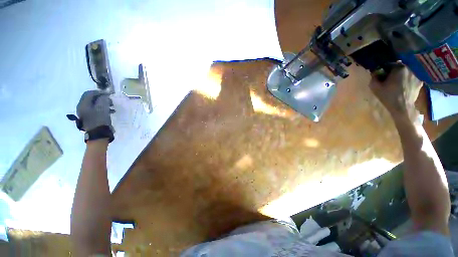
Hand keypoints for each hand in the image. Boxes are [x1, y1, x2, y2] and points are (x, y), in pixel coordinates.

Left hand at [67, 90, 114, 132]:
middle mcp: (82, 107)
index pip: (90, 93)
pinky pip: (96, 110)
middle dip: (101, 98)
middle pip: (91, 98)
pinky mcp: (90, 118)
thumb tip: (104, 95)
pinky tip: (110, 111)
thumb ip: (103, 99)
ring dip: (103, 103)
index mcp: (83, 104)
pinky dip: (103, 109)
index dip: (99, 92)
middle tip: (110, 100)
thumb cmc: (100, 120)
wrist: (99, 134)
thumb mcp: (102, 108)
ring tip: (112, 106)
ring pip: (94, 104)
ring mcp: (85, 113)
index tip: (109, 93)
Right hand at [369, 65, 422, 120]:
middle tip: (390, 78)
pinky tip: (405, 86)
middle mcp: (410, 68)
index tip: (382, 74)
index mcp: (399, 68)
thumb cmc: (388, 96)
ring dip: (402, 75)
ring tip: (398, 83)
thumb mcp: (375, 87)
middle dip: (395, 71)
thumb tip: (375, 72)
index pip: (390, 64)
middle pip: (400, 67)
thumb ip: (374, 77)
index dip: (385, 69)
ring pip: (407, 72)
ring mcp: (417, 75)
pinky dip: (409, 80)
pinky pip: (413, 78)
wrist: (402, 108)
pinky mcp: (420, 82)